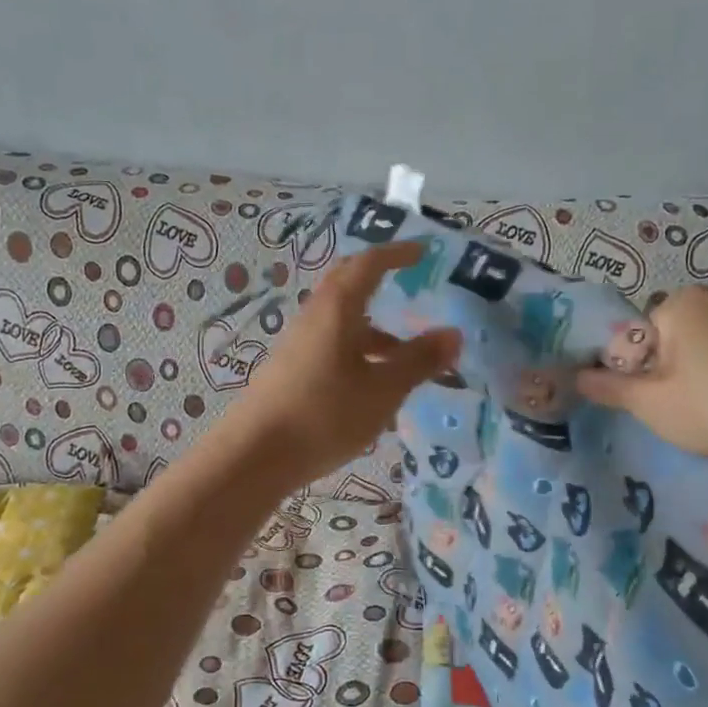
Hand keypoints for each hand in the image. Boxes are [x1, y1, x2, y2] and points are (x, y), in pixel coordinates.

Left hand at [222, 241, 461, 484]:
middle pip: (347, 286)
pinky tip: (373, 387)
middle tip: (410, 285)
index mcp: (336, 310)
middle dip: (379, 281)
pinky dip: (357, 353)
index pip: (368, 265)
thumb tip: (453, 333)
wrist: (254, 455)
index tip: (422, 251)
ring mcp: (298, 345)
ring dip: (374, 329)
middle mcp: (314, 318)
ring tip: (406, 357)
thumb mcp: (382, 391)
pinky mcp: (290, 371)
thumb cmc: (324, 415)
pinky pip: (331, 347)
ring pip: (341, 322)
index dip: (396, 253)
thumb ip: (418, 361)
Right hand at [575, 287, 707, 472]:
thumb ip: (609, 387)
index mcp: (683, 303)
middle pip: (674, 340)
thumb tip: (576, 376)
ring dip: (702, 378)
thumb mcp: (649, 403)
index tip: (642, 401)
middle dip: (668, 372)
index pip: (637, 334)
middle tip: (674, 411)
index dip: (632, 370)